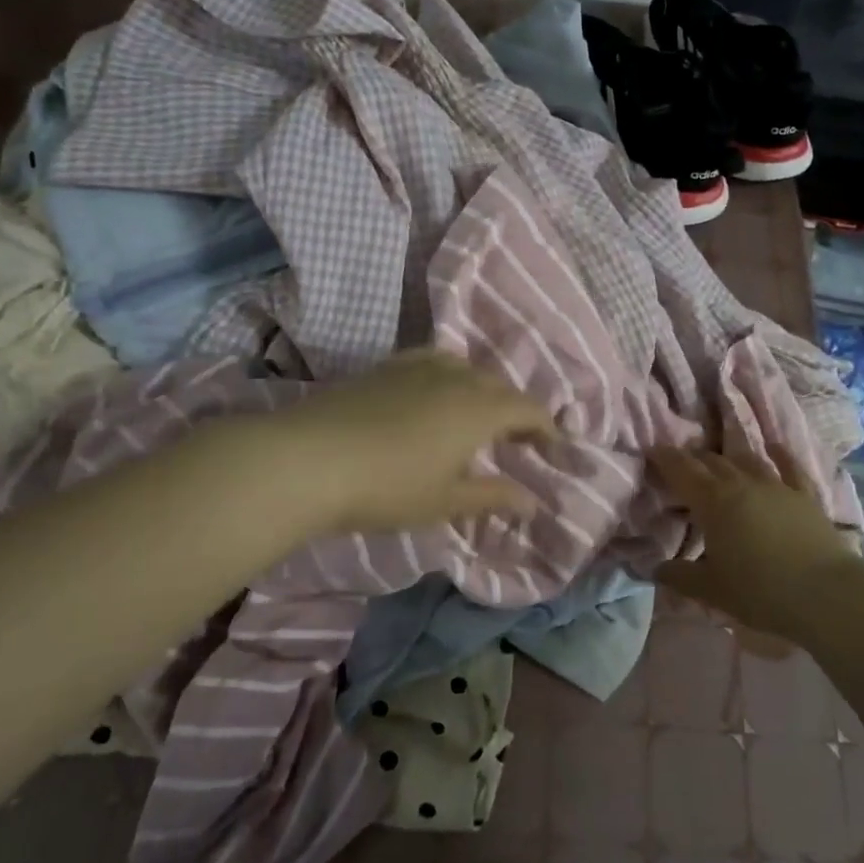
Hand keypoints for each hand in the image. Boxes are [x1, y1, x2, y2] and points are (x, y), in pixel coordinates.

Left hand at [270, 350, 556, 536]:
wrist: (309, 459)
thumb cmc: (388, 487)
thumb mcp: (446, 501)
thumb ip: (493, 496)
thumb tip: (534, 502)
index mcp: (479, 409)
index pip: (528, 409)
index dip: (546, 427)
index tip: (553, 447)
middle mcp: (456, 378)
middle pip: (499, 386)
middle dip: (515, 410)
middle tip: (516, 440)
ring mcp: (418, 366)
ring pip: (465, 368)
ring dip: (482, 390)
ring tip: (476, 415)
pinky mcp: (386, 366)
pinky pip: (432, 360)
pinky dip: (447, 374)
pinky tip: (433, 390)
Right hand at [648, 445, 861, 642]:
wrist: (826, 594)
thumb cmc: (760, 591)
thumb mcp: (712, 590)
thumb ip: (680, 577)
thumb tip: (656, 570)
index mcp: (712, 501)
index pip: (681, 470)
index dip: (664, 458)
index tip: (652, 450)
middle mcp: (741, 483)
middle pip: (711, 461)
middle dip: (693, 459)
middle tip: (681, 464)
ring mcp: (776, 485)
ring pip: (745, 460)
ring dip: (728, 457)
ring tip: (718, 460)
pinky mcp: (804, 495)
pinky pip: (789, 466)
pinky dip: (779, 454)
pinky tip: (773, 446)